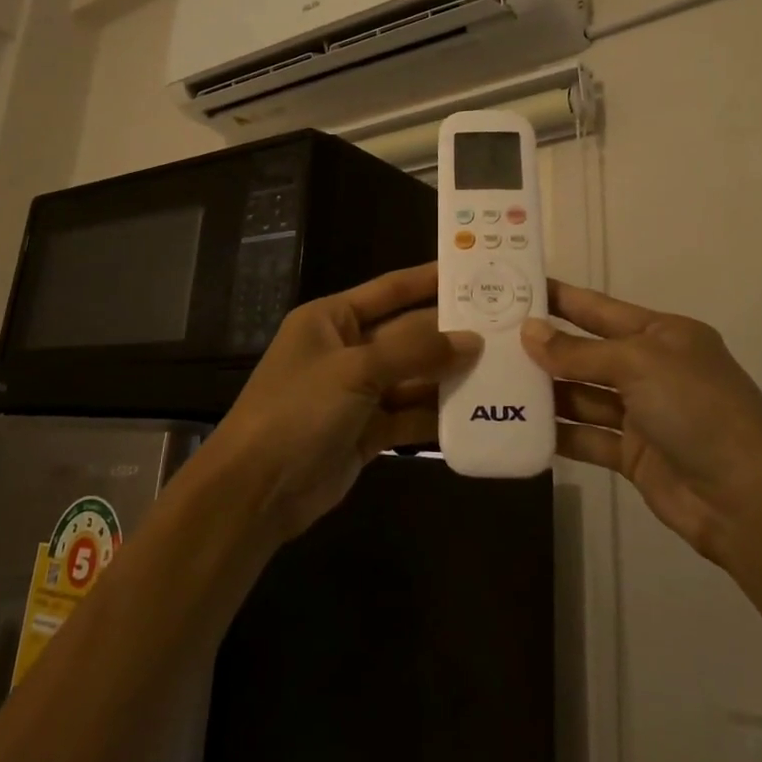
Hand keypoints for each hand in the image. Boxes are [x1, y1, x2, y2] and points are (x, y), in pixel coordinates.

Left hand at [204, 263, 480, 540]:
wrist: (256, 490)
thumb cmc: (298, 410)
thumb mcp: (355, 370)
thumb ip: (414, 352)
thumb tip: (472, 341)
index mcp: (332, 319)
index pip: (389, 290)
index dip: (428, 279)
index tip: (472, 272)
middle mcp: (346, 350)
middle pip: (407, 335)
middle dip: (449, 333)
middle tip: (504, 327)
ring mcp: (357, 393)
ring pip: (413, 377)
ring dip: (449, 376)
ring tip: (503, 368)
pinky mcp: (367, 432)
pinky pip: (409, 415)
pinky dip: (437, 415)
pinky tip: (477, 412)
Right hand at [521, 281, 761, 565]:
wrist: (749, 500)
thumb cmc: (697, 410)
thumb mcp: (639, 365)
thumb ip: (580, 352)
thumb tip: (529, 333)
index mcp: (661, 335)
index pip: (598, 308)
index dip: (559, 297)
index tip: (515, 286)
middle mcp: (651, 369)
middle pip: (586, 352)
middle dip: (544, 346)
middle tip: (489, 337)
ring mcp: (642, 414)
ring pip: (582, 395)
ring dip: (545, 391)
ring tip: (493, 380)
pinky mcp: (633, 455)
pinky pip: (586, 437)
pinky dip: (558, 434)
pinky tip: (519, 426)